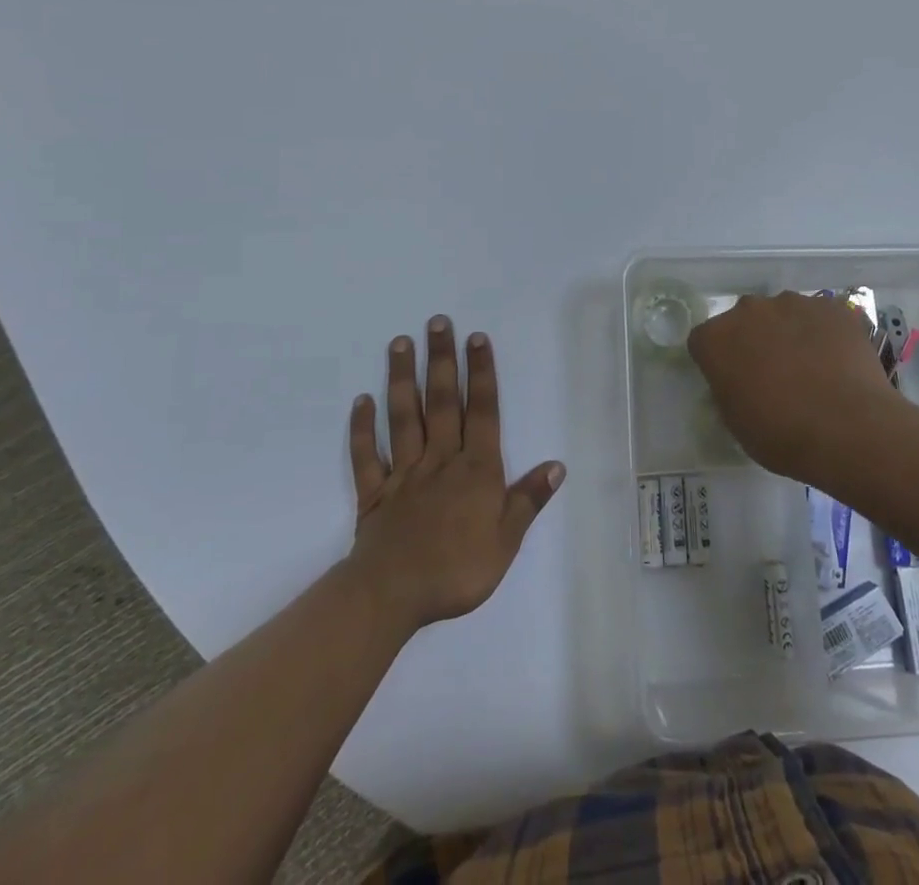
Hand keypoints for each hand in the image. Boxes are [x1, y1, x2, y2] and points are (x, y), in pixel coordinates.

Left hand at [346, 316, 563, 632]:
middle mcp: (440, 460)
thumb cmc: (457, 570)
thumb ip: (528, 500)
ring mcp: (404, 473)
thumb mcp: (506, 541)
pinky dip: (362, 428)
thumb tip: (557, 464)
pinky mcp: (374, 492)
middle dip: (442, 360)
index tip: (477, 338)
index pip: (482, 411)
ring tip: (400, 343)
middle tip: (438, 322)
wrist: (393, 596)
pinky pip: (366, 455)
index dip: (481, 374)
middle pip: (442, 401)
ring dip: (402, 378)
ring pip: (404, 417)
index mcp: (475, 469)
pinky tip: (361, 401)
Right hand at [687, 291, 903, 480]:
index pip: (705, 341)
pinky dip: (824, 333)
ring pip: (784, 314)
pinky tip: (838, 362)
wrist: (849, 431)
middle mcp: (749, 309)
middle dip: (753, 341)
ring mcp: (794, 303)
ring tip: (812, 369)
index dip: (718, 362)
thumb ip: (729, 389)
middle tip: (773, 375)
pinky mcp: (832, 307)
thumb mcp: (736, 422)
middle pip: (745, 320)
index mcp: (716, 338)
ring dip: (789, 333)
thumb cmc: (781, 436)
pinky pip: (820, 317)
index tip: (734, 383)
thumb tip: (739, 382)